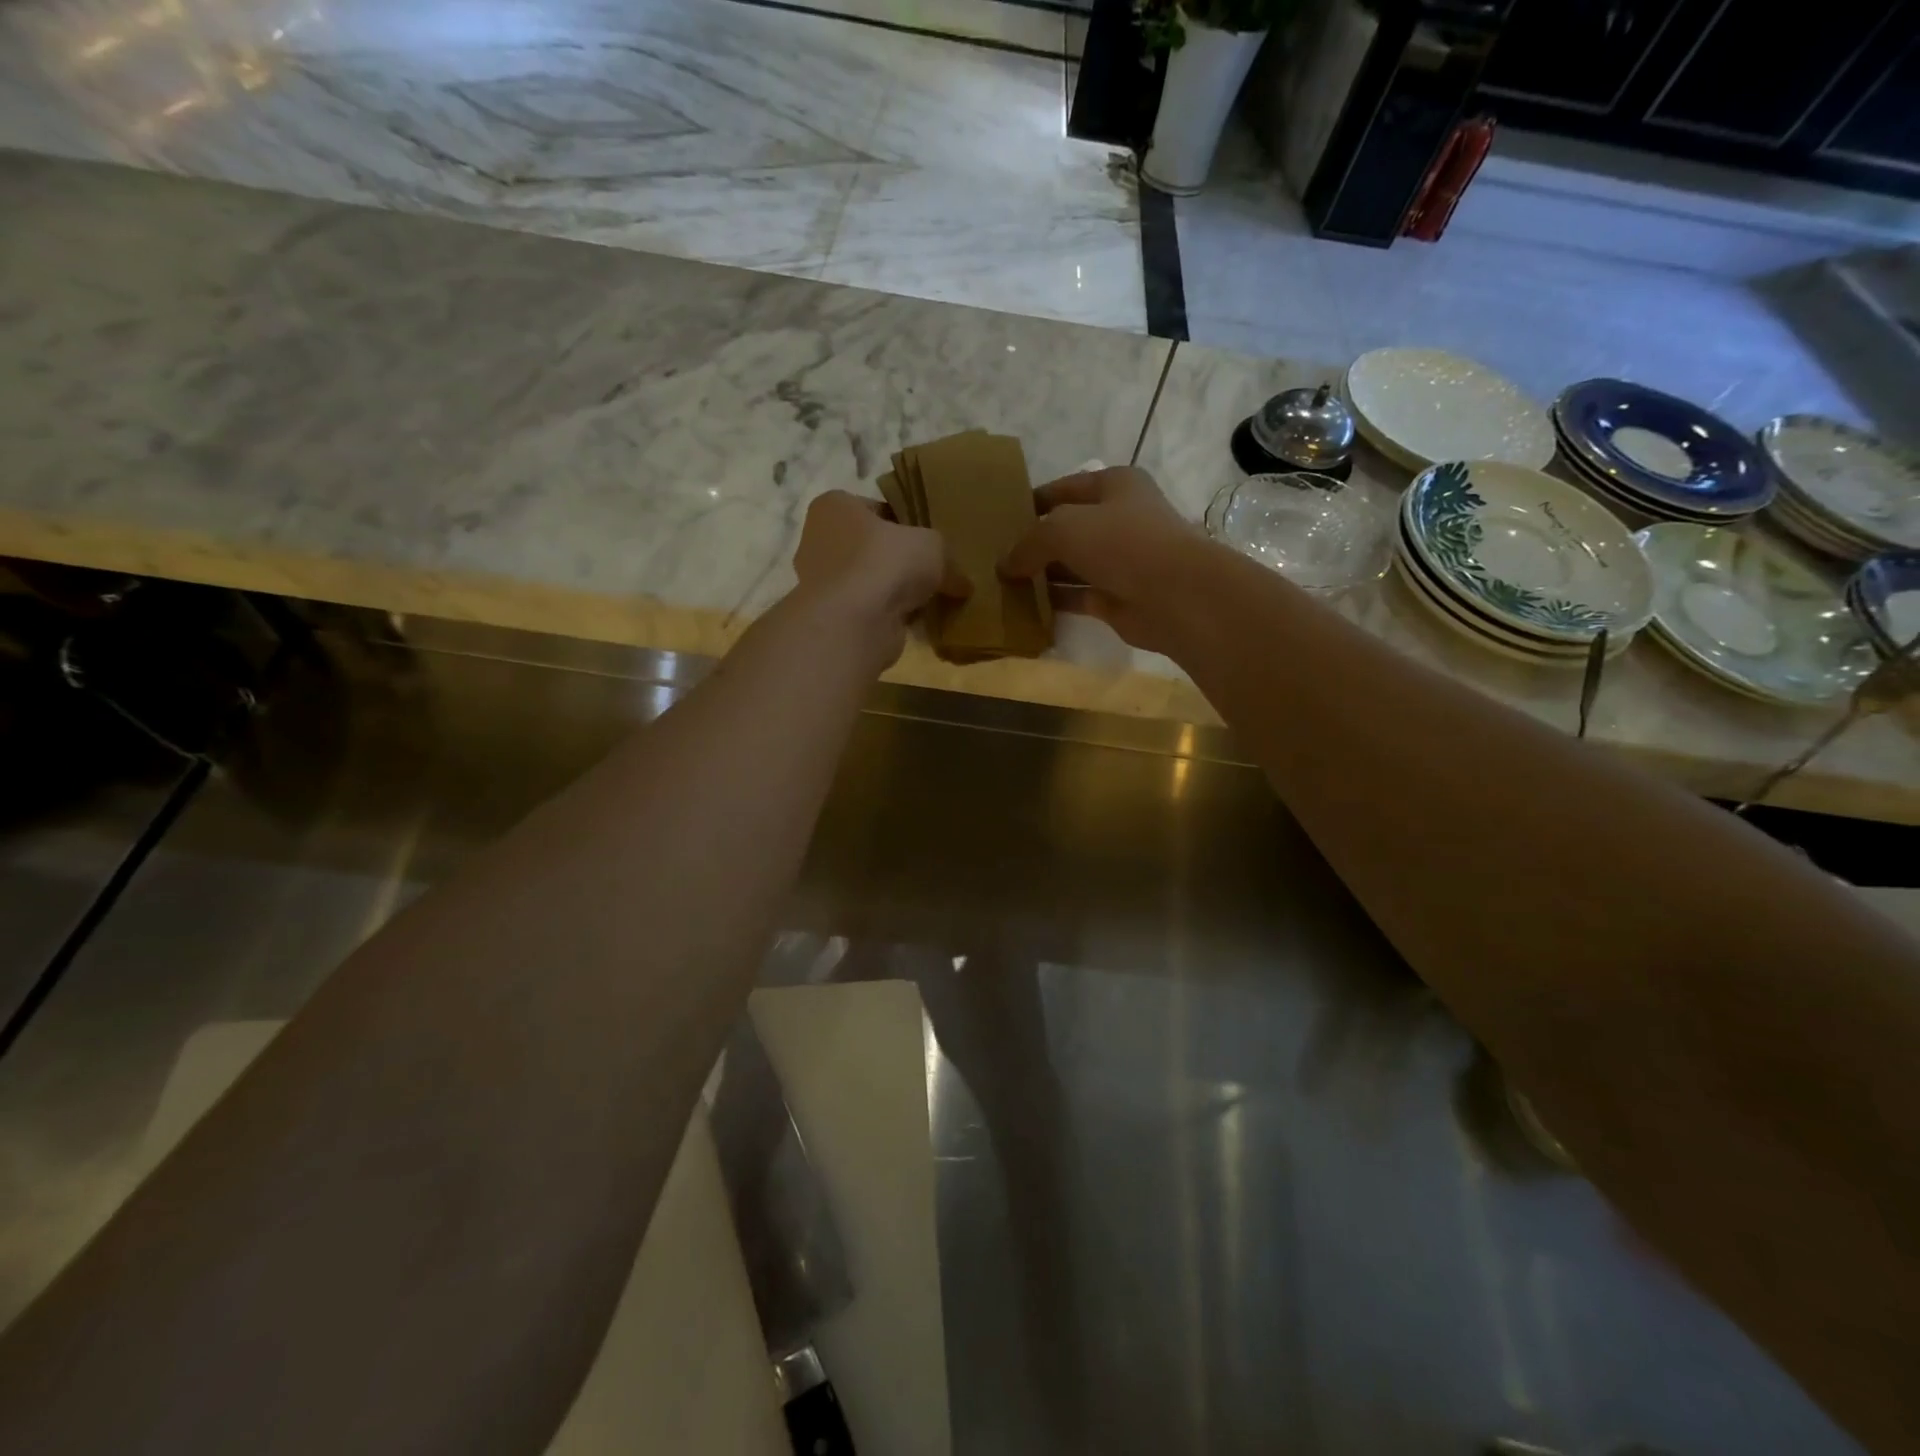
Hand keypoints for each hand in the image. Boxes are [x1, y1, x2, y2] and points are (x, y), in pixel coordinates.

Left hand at [791, 490, 968, 666]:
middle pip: (871, 547)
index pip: (876, 509)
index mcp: (834, 507)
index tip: (930, 541)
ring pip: (870, 582)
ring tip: (928, 600)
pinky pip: (868, 611)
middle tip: (932, 572)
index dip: (906, 523)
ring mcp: (822, 583)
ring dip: (894, 592)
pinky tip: (915, 623)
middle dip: (899, 562)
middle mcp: (819, 540)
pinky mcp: (832, 618)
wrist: (854, 623)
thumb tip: (963, 583)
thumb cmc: (885, 563)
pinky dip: (888, 617)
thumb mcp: (932, 546)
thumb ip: (947, 558)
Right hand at [999, 466, 1211, 653]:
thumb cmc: (1121, 542)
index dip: (1033, 501)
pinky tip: (1025, 606)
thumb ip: (1028, 543)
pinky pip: (1078, 596)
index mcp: (1115, 486)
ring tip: (1003, 583)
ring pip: (1072, 565)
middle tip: (996, 555)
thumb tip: (1004, 565)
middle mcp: (1120, 519)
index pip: (1065, 488)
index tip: (1001, 518)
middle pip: (1068, 528)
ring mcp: (1120, 561)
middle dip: (1035, 542)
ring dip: (1042, 574)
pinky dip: (1055, 601)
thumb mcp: (1063, 528)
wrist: (1175, 594)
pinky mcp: (1118, 597)